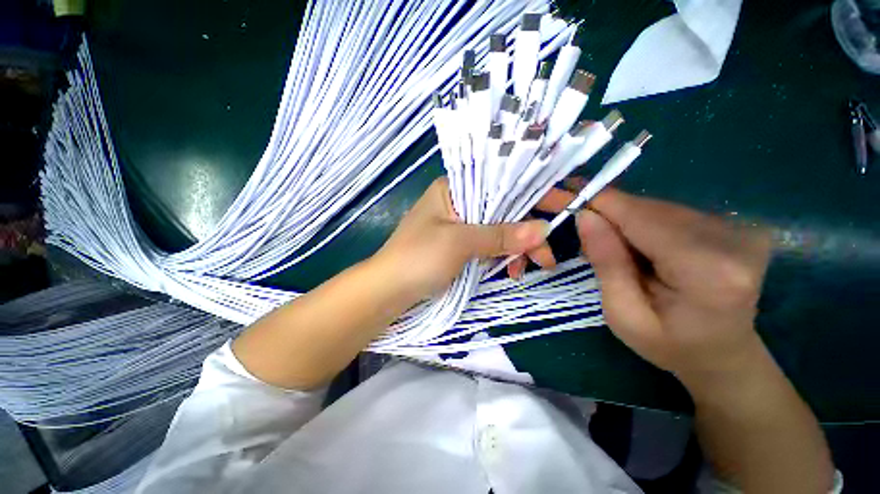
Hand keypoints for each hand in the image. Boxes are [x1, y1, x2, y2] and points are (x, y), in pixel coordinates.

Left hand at [372, 177, 549, 302]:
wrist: (389, 291)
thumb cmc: (418, 258)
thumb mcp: (459, 242)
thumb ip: (500, 235)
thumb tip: (543, 230)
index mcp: (453, 189)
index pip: (500, 182)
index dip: (532, 193)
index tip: (564, 205)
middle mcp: (457, 203)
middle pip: (502, 210)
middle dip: (527, 232)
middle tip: (547, 257)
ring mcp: (459, 226)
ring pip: (498, 231)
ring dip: (516, 249)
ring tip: (528, 269)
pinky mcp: (459, 247)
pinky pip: (488, 247)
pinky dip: (501, 258)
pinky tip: (510, 272)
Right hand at [541, 187, 772, 382]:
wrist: (723, 354)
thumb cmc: (669, 344)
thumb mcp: (622, 314)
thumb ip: (606, 263)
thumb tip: (585, 216)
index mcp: (708, 271)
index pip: (642, 218)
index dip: (602, 202)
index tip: (566, 192)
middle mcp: (732, 240)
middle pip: (651, 209)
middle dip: (610, 214)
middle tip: (583, 229)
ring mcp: (740, 229)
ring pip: (659, 207)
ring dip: (626, 220)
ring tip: (612, 244)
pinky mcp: (736, 225)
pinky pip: (672, 212)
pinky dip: (645, 223)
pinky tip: (638, 245)